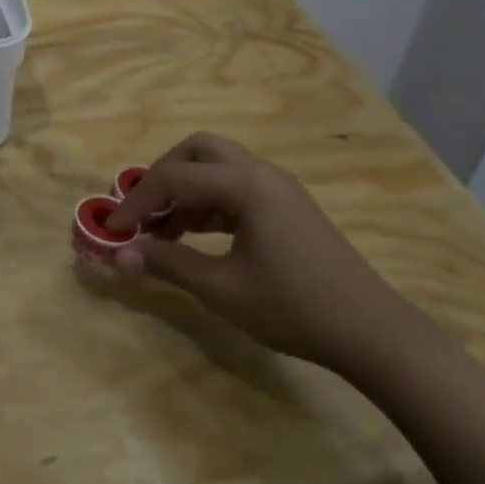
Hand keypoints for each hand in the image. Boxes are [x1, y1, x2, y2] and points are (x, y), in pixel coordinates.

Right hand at [104, 132, 420, 374]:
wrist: (373, 332)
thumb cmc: (294, 308)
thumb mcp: (222, 289)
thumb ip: (167, 264)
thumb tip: (119, 256)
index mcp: (245, 185)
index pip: (174, 178)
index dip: (136, 202)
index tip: (111, 230)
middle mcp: (261, 173)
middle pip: (198, 150)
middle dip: (163, 176)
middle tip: (143, 212)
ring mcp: (279, 187)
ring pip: (218, 166)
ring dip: (186, 189)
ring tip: (164, 231)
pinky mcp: (288, 206)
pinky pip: (236, 186)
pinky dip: (208, 201)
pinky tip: (197, 236)